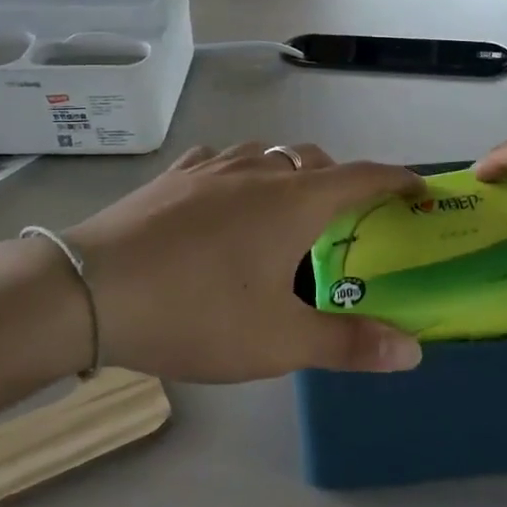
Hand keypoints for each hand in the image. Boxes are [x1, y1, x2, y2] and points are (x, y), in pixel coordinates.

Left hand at [58, 142, 425, 381]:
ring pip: (265, 154)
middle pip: (312, 160)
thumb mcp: (278, 341)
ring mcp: (209, 169)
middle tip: (345, 218)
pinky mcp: (170, 178)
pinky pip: (219, 162)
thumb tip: (412, 352)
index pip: (362, 177)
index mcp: (293, 201)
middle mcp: (256, 171)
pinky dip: (239, 173)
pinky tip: (224, 198)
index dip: (396, 179)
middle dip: (339, 180)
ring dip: (288, 172)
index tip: (417, 189)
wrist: (88, 291)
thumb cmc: (195, 312)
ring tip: (285, 208)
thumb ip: (348, 344)